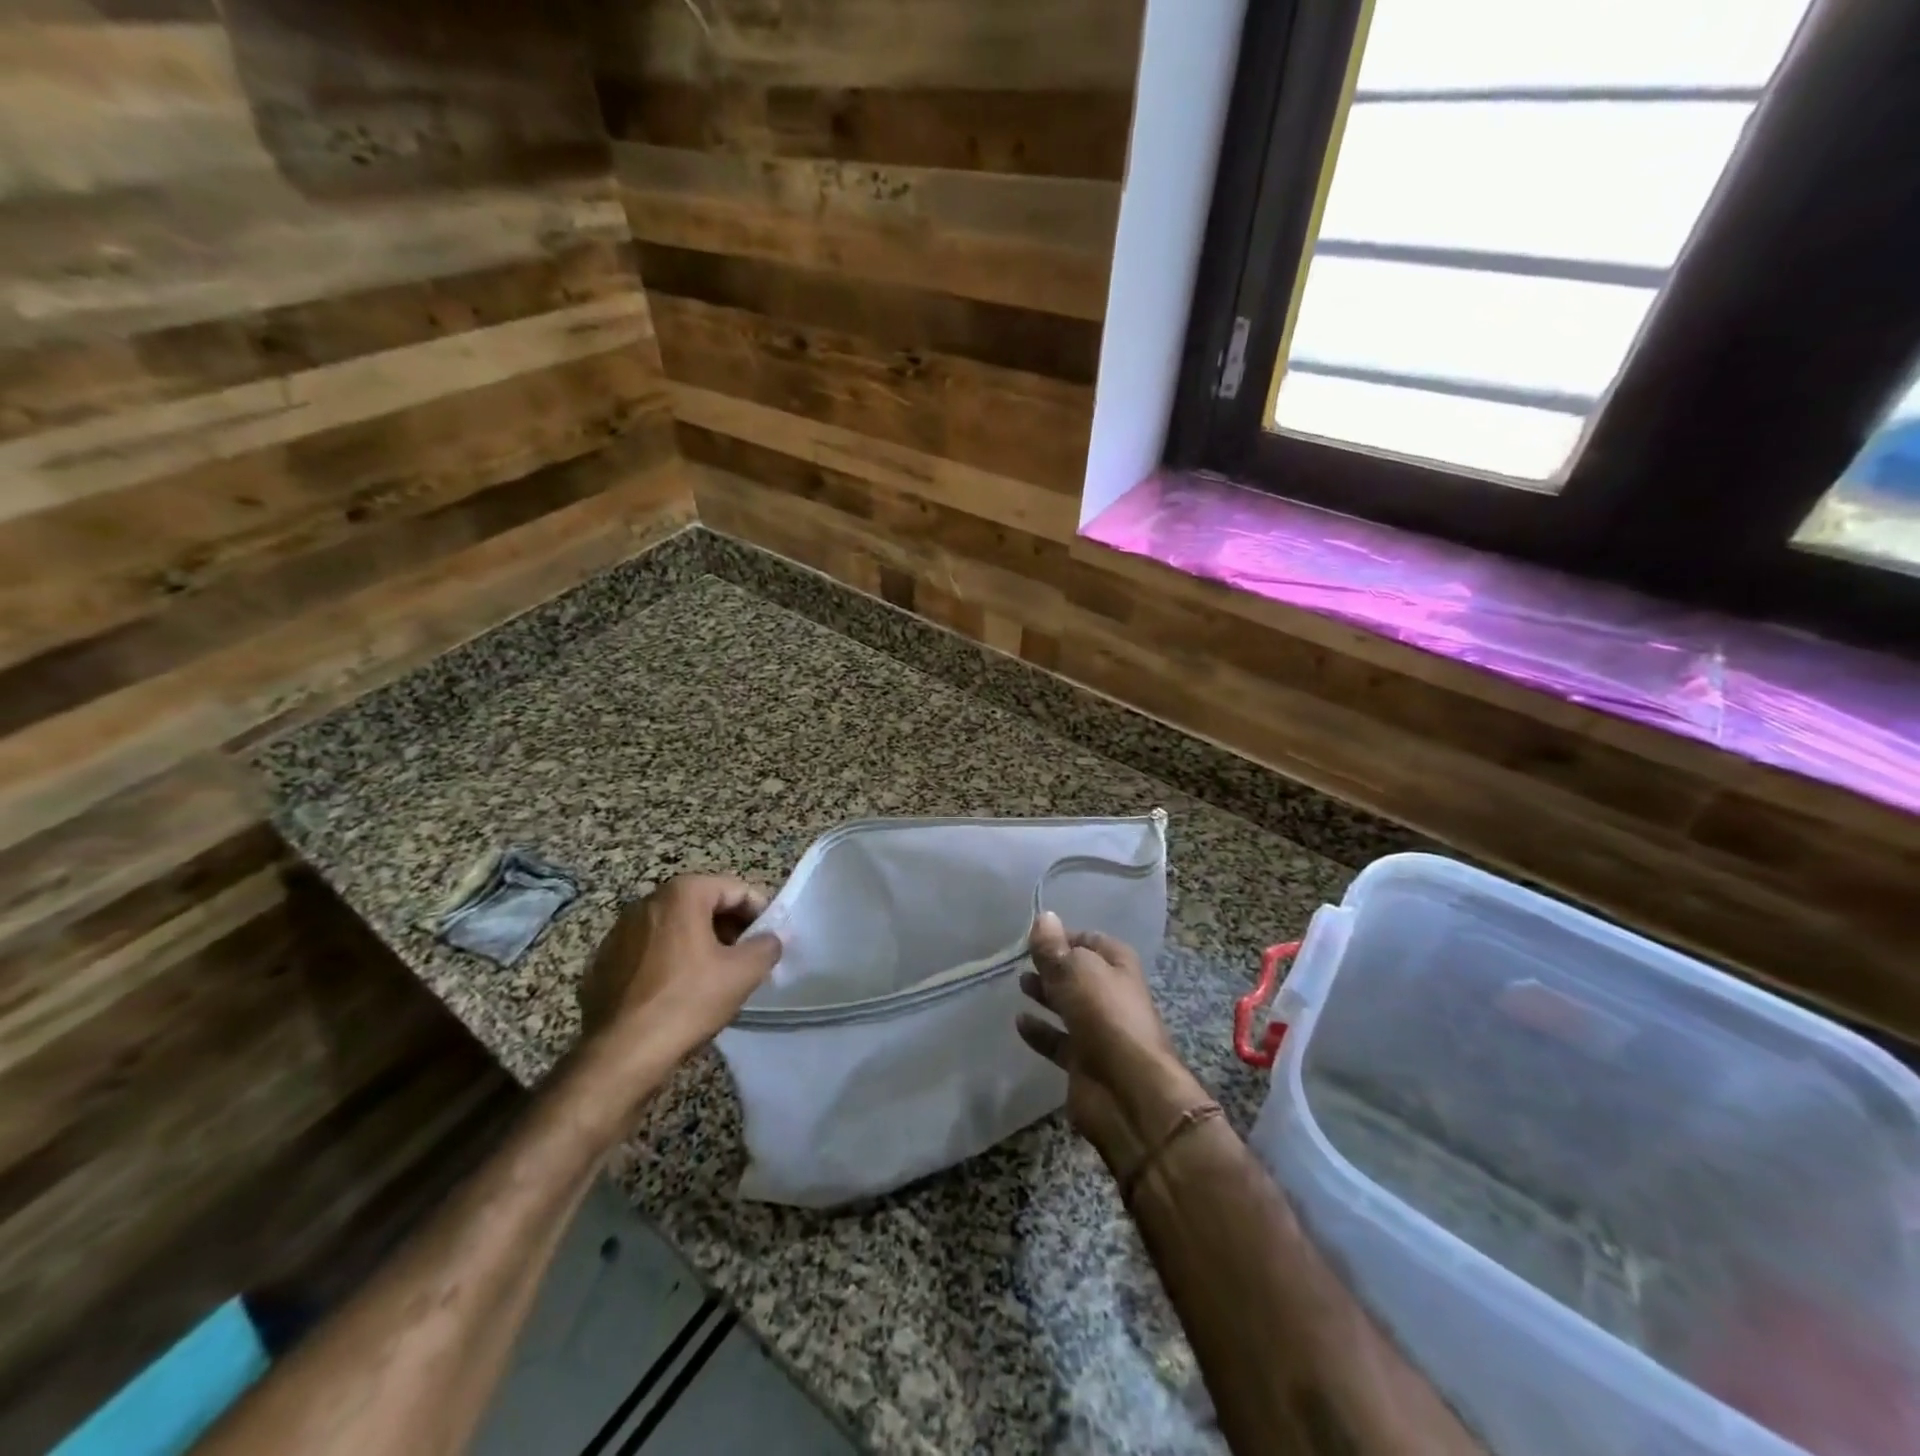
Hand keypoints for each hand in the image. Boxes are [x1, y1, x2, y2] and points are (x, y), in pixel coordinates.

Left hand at [577, 875, 780, 1080]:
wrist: (620, 1054)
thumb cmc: (687, 1001)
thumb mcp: (743, 973)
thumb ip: (766, 946)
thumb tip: (772, 938)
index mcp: (681, 894)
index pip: (735, 889)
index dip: (759, 912)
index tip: (769, 939)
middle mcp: (647, 902)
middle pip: (702, 904)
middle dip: (729, 926)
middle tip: (746, 957)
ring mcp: (619, 932)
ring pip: (674, 927)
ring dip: (699, 943)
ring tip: (715, 975)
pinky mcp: (603, 962)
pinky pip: (648, 951)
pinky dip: (669, 960)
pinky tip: (678, 991)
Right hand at [1017, 911, 1209, 1176]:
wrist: (1128, 1093)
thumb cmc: (1106, 1018)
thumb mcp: (1076, 972)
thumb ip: (1054, 948)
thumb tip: (1044, 917)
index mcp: (1118, 967)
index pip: (1091, 941)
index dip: (1065, 936)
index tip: (1034, 936)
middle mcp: (1111, 995)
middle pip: (1078, 973)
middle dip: (1053, 965)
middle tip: (1021, 959)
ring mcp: (1099, 1031)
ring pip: (1068, 1006)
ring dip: (1046, 995)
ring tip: (1020, 984)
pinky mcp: (1084, 1063)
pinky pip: (1058, 1040)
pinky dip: (1040, 1031)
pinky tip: (1019, 1022)